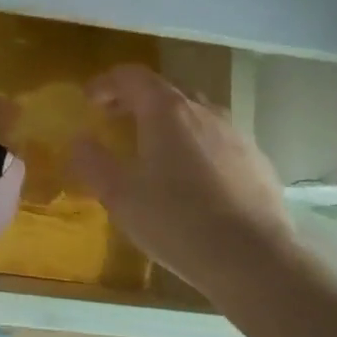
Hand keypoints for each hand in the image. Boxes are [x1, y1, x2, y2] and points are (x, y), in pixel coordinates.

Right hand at [69, 65, 294, 293]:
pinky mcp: (257, 162)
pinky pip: (217, 140)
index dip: (106, 82)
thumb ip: (92, 162)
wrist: (254, 260)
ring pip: (194, 114)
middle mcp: (204, 112)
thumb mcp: (119, 195)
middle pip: (165, 91)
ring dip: (167, 122)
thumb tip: (79, 140)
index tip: (89, 100)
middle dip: (135, 100)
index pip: (132, 76)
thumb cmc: (176, 221)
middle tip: (113, 120)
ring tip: (152, 149)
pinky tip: (190, 179)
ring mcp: (236, 135)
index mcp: (167, 112)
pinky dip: (195, 145)